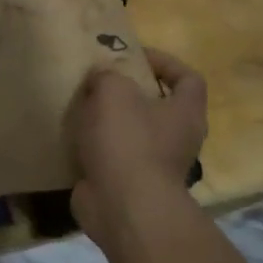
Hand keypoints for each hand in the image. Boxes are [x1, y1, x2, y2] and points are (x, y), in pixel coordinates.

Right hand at [64, 47, 207, 251]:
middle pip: (159, 106)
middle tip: (100, 81)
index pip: (188, 78)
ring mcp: (154, 165)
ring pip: (133, 132)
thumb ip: (108, 75)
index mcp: (185, 113)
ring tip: (81, 107)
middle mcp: (177, 139)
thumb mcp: (114, 91)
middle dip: (129, 92)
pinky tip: (73, 138)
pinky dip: (95, 147)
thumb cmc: (128, 141)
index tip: (134, 56)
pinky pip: (113, 157)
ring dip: (109, 120)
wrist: (123, 206)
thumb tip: (102, 77)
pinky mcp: (129, 184)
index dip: (165, 62)